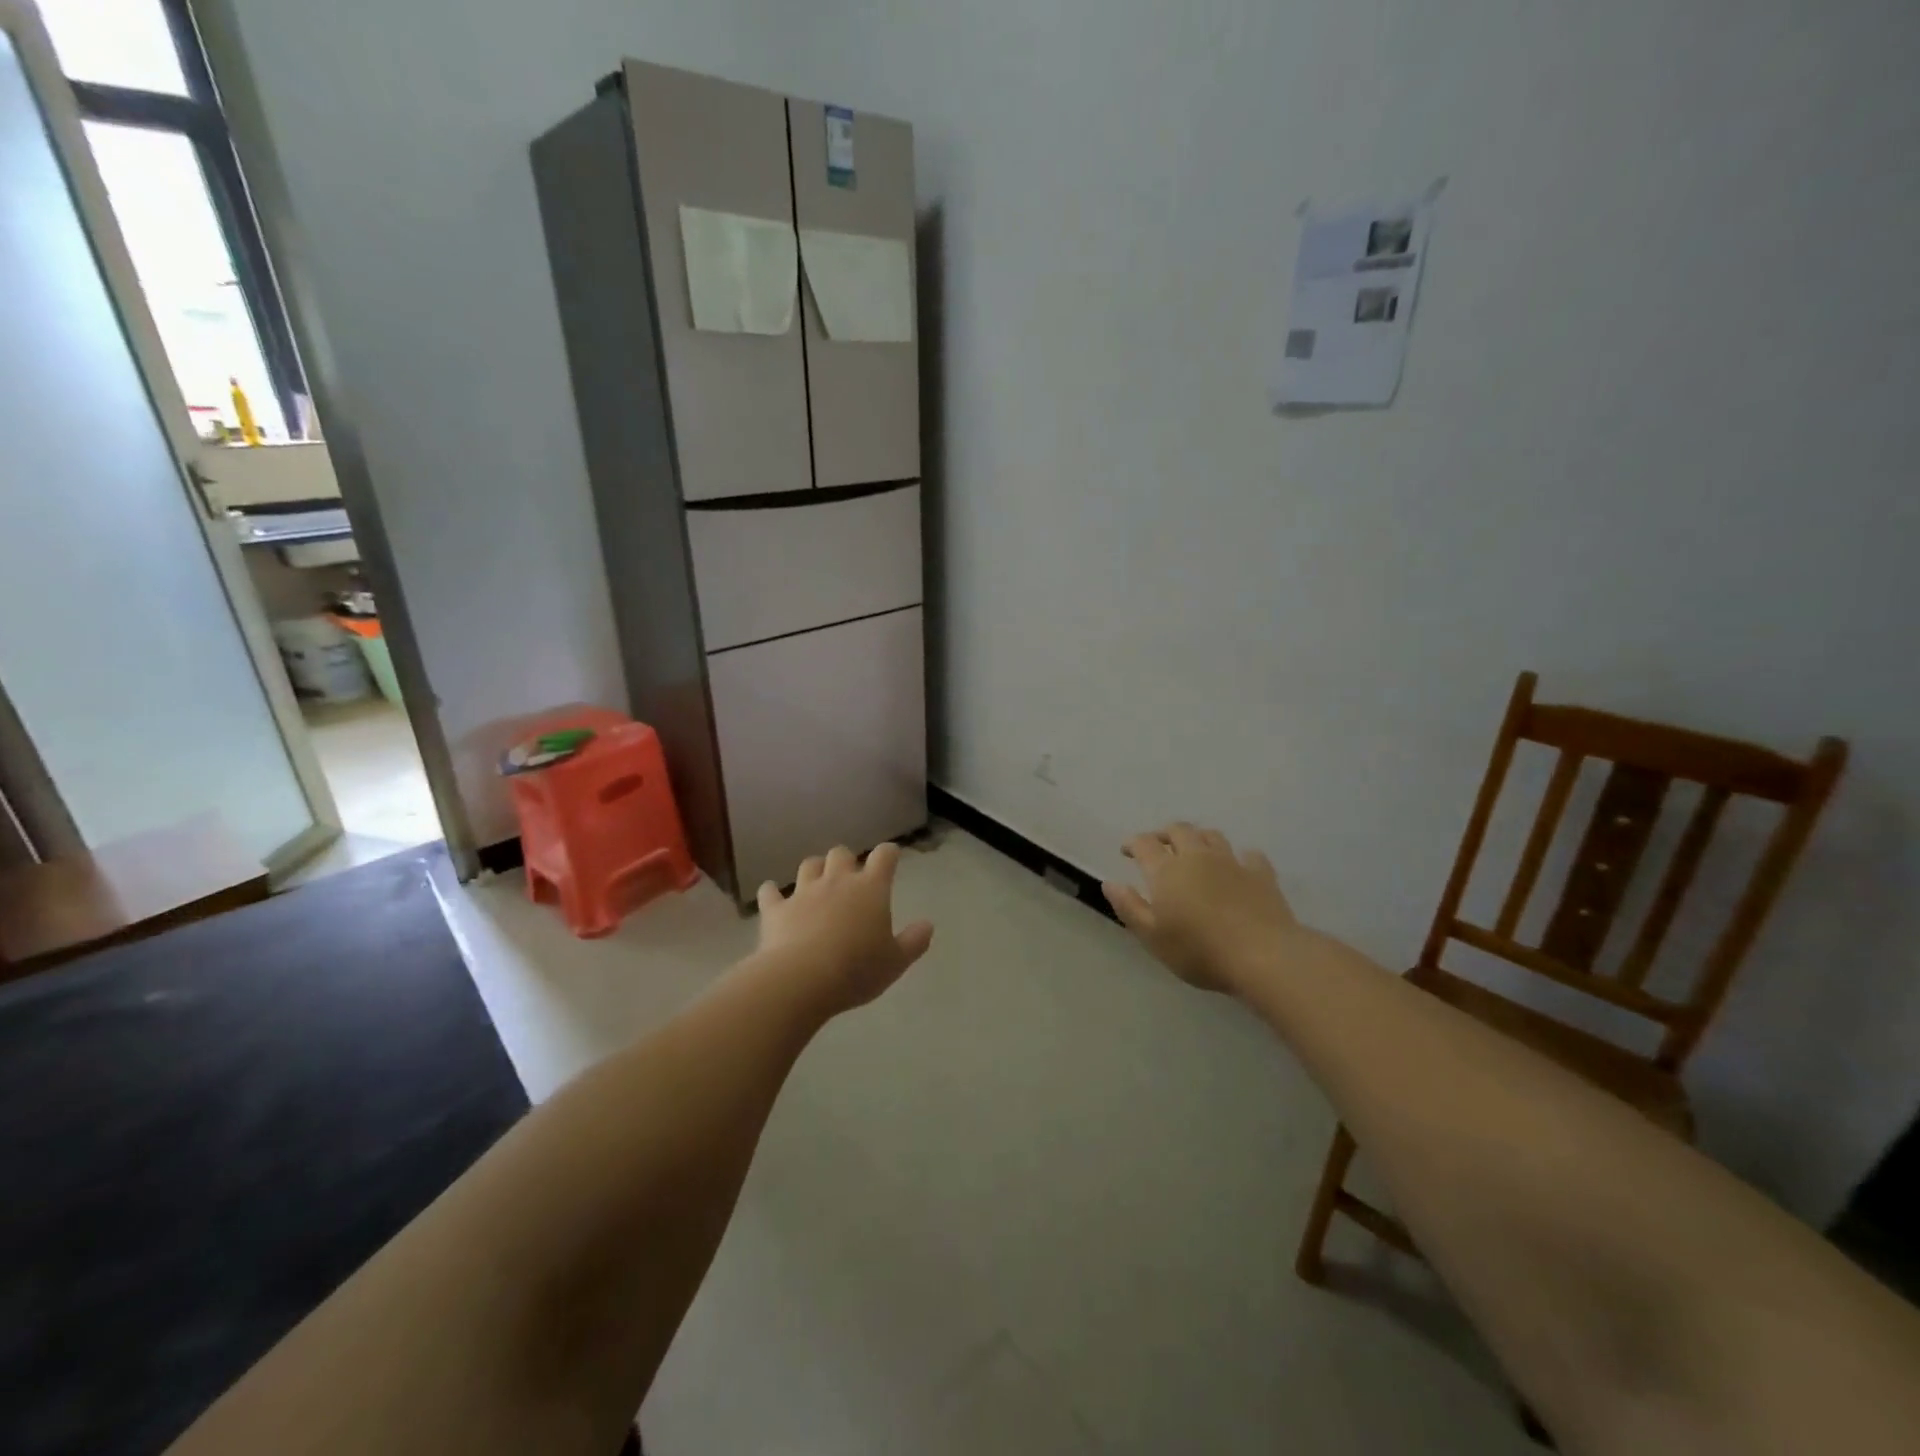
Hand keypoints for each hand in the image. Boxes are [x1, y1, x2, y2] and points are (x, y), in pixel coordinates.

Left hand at [756, 843, 934, 1015]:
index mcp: (870, 889)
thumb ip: (914, 942)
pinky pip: (771, 893)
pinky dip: (773, 893)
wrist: (801, 979)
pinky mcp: (776, 909)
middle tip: (850, 877)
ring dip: (814, 870)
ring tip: (817, 883)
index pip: (884, 856)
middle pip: (841, 853)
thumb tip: (928, 925)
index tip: (891, 857)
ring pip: (808, 865)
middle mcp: (837, 881)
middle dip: (846, 860)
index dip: (889, 853)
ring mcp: (803, 893)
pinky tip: (773, 896)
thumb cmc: (856, 969)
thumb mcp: (896, 962)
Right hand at [1103, 823, 1298, 991]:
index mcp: (1167, 871)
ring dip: (1199, 838)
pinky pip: (1249, 855)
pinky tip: (1239, 866)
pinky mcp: (1261, 874)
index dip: (1133, 843)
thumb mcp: (1153, 937)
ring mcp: (1232, 863)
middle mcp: (1197, 857)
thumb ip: (1129, 907)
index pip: (1144, 844)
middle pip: (1179, 831)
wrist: (1263, 956)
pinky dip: (1240, 857)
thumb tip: (1109, 883)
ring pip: (1212, 836)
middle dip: (1165, 834)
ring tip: (1195, 850)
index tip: (1127, 850)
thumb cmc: (1199, 950)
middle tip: (1158, 845)